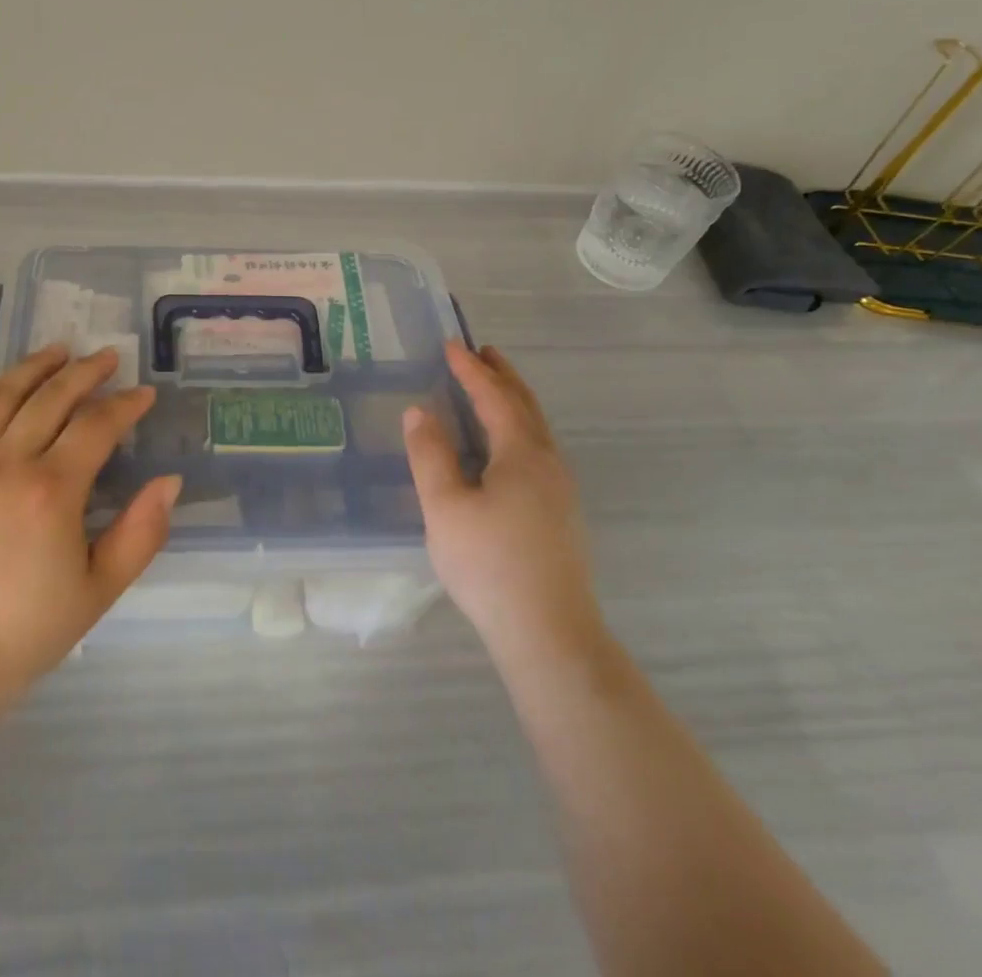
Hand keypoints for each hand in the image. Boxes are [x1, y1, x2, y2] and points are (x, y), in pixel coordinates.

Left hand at [0, 346, 179, 719]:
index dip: (125, 405)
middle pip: (52, 398)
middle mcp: (5, 463)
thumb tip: (169, 480)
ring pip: (1, 396)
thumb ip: (141, 533)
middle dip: (85, 372)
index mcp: (52, 491)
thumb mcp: (99, 591)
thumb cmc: (25, 632)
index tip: (143, 394)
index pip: (97, 426)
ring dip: (33, 367)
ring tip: (58, 350)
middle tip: (107, 358)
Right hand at [403, 342, 608, 671]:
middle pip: (525, 407)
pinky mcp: (561, 515)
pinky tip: (504, 450)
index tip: (452, 346)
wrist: (549, 635)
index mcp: (522, 454)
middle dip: (502, 377)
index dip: (471, 370)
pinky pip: (538, 451)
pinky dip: (518, 430)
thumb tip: (420, 411)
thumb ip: (430, 455)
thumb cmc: (490, 564)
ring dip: (513, 402)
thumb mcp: (445, 507)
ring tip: (491, 391)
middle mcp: (548, 463)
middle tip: (483, 352)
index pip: (494, 398)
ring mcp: (561, 491)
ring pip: (536, 430)